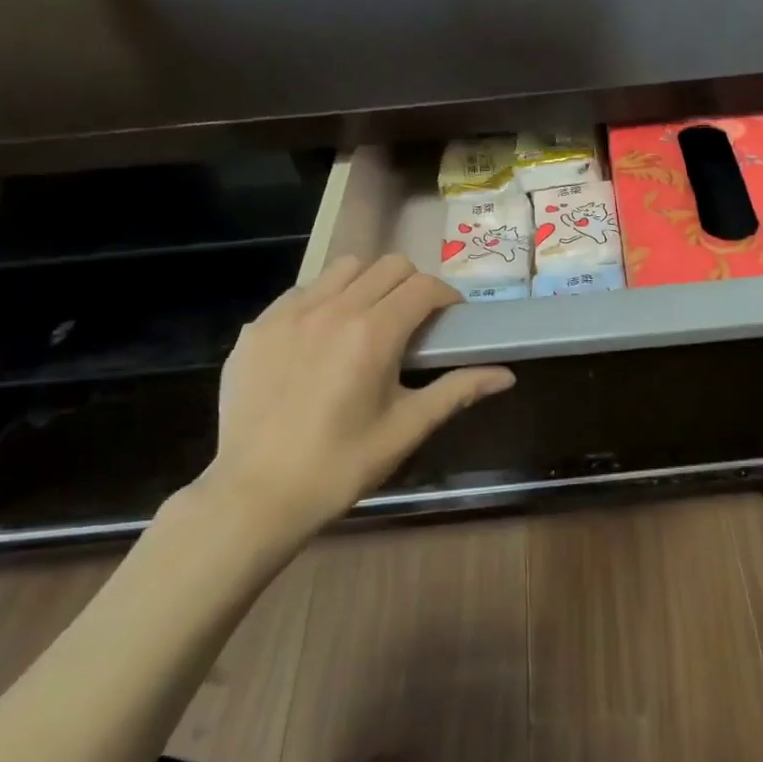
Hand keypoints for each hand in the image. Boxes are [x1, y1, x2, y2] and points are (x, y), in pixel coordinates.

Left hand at [180, 254, 513, 563]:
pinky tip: (321, 340)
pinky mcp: (257, 328)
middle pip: (388, 266)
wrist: (256, 495)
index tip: (452, 320)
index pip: (424, 287)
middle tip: (415, 322)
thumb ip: (457, 391)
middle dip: (412, 285)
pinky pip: (301, 292)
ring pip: (342, 269)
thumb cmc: (341, 465)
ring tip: (369, 322)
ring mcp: (288, 315)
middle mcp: (332, 309)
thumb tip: (506, 375)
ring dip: (368, 284)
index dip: (447, 297)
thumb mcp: (406, 428)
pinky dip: (324, 301)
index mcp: (373, 333)